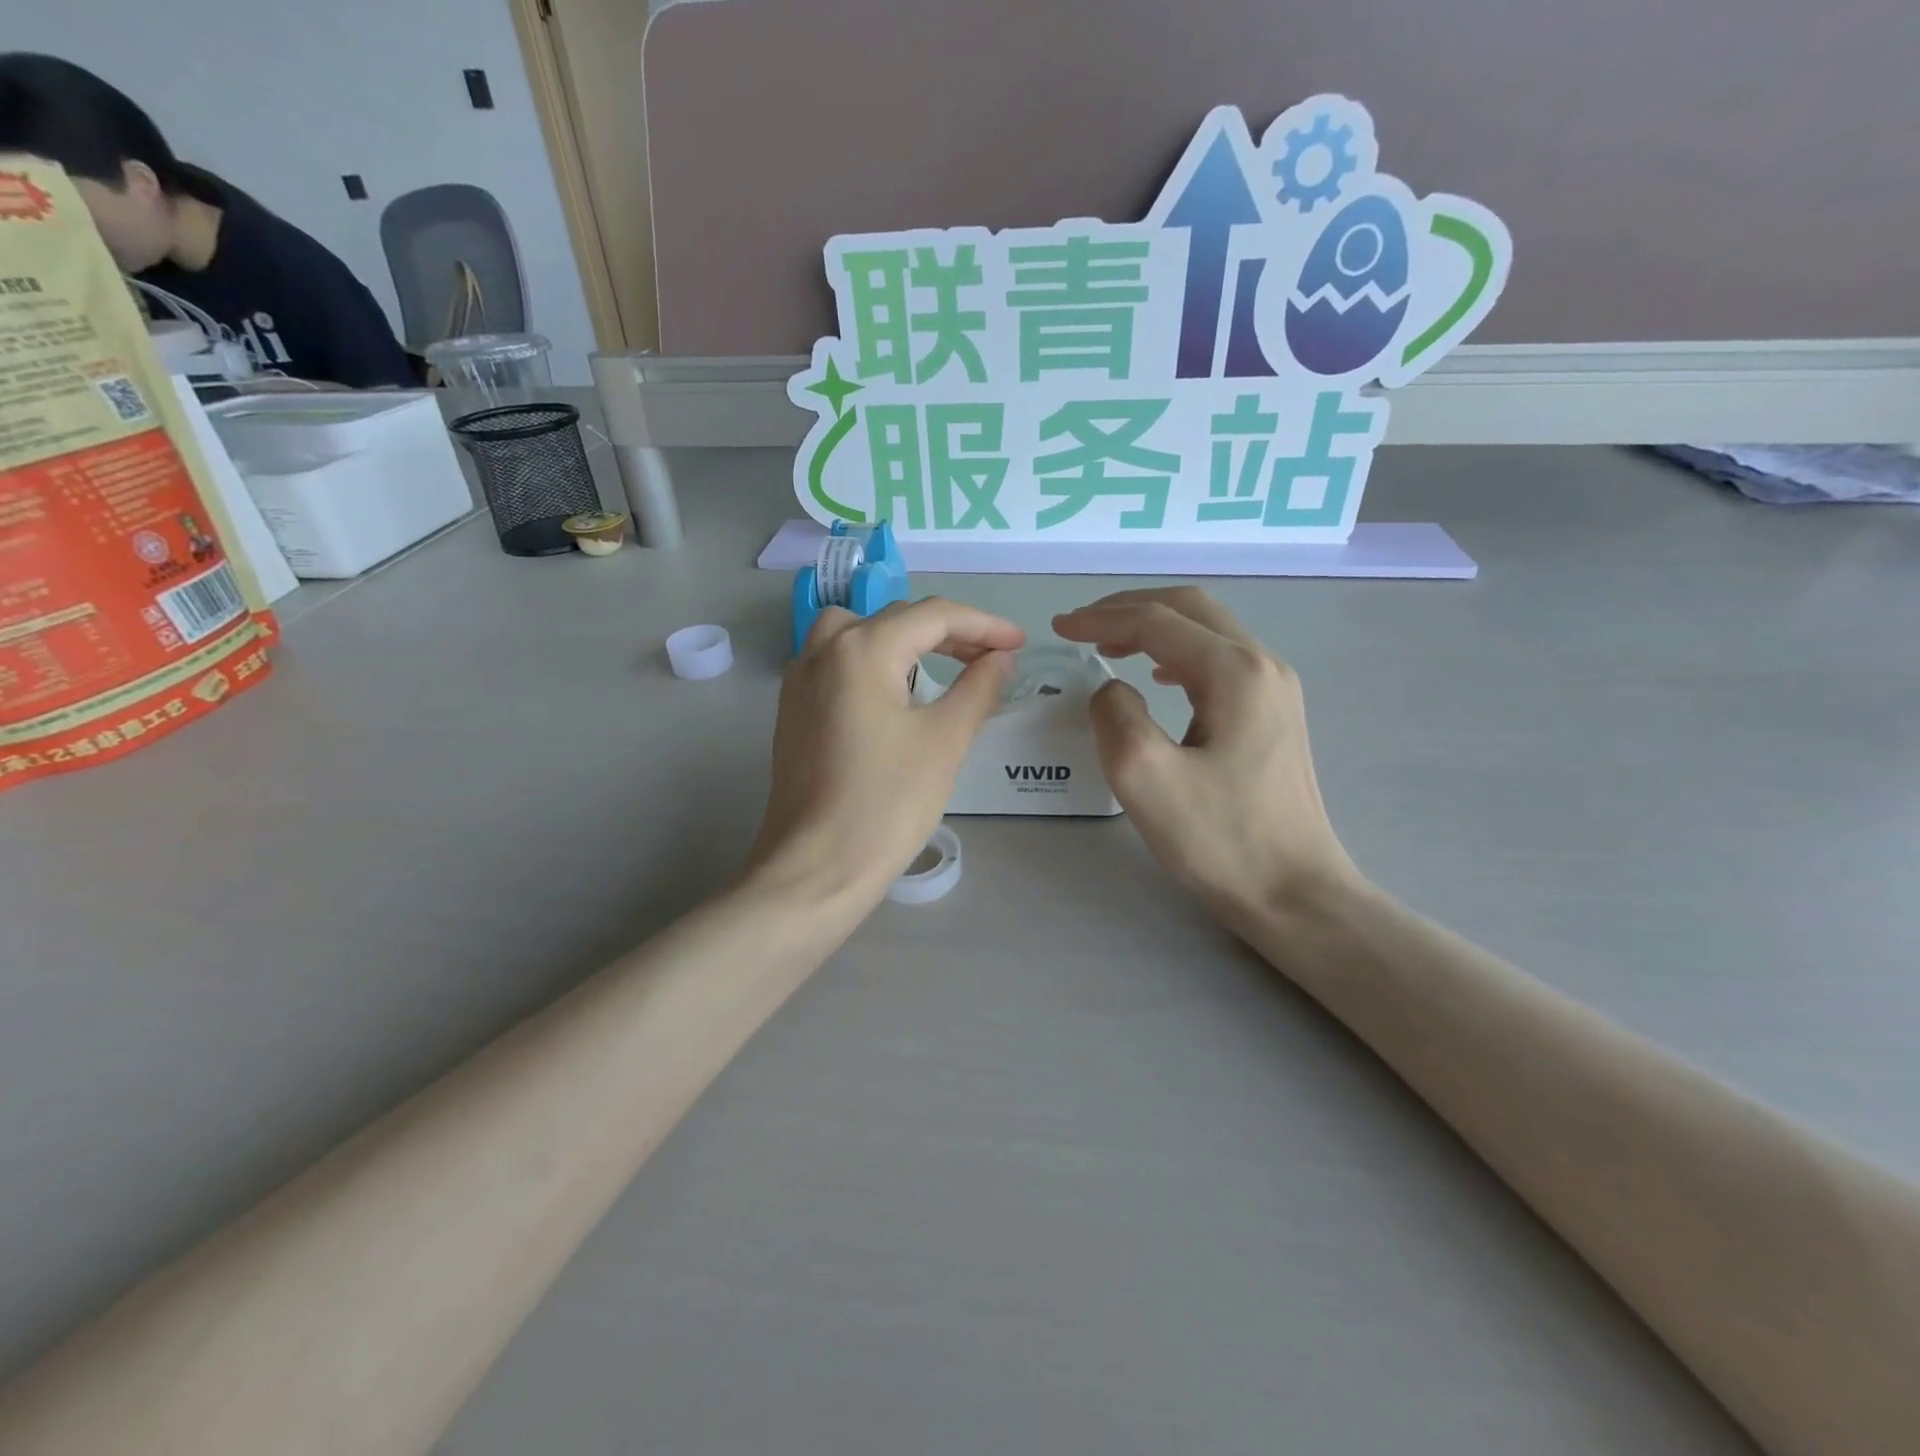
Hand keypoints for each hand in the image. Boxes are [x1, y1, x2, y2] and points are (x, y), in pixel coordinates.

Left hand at [747, 598, 1024, 912]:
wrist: (816, 868)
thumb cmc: (886, 803)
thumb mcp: (945, 741)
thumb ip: (978, 688)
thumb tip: (1000, 658)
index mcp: (862, 648)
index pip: (934, 616)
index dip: (983, 625)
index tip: (1019, 643)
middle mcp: (824, 650)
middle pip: (896, 619)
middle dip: (948, 632)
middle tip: (990, 658)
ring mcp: (800, 679)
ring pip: (858, 633)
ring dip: (903, 640)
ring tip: (940, 666)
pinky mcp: (792, 710)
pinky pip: (837, 662)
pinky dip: (872, 661)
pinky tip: (894, 693)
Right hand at [1053, 587, 1355, 918]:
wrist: (1295, 893)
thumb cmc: (1220, 839)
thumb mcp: (1145, 777)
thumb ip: (1115, 715)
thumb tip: (1113, 689)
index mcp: (1234, 672)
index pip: (1156, 621)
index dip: (1101, 620)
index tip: (1058, 629)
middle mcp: (1262, 665)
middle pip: (1189, 609)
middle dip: (1129, 609)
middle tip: (1081, 627)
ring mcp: (1276, 689)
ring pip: (1207, 630)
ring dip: (1154, 627)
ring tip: (1109, 645)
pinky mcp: (1275, 713)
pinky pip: (1220, 659)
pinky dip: (1178, 652)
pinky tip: (1160, 677)